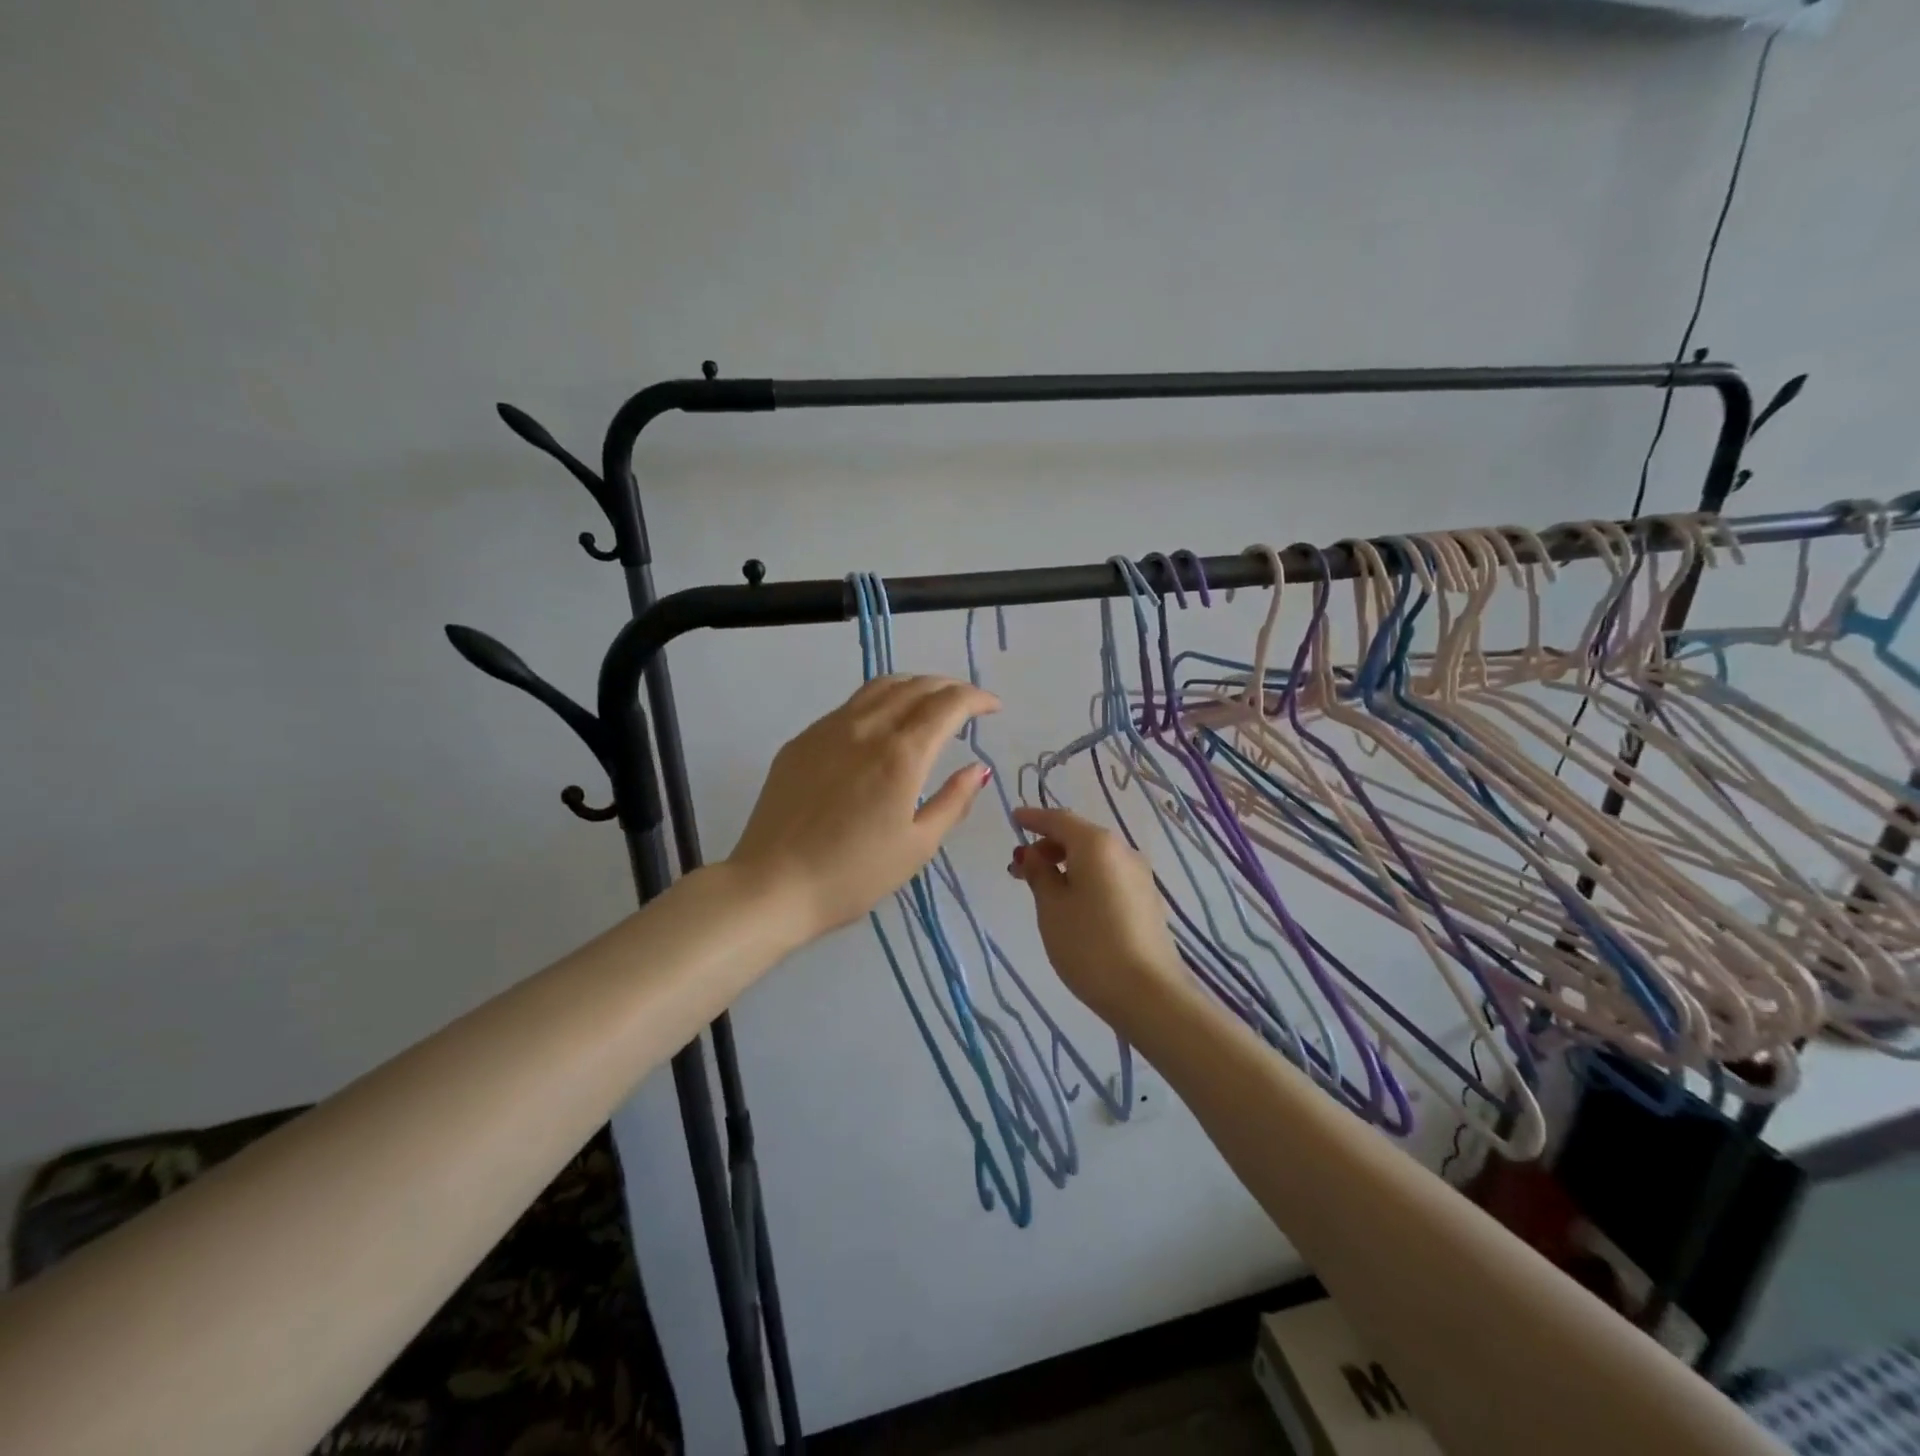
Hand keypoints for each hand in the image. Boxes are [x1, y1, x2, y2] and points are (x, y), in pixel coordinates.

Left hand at [727, 675, 999, 944]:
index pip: (948, 704)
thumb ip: (953, 802)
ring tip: (928, 703)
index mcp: (901, 754)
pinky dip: (879, 703)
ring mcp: (828, 729)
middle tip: (967, 704)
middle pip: (915, 686)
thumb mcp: (917, 846)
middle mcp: (865, 728)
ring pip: (879, 687)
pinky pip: (849, 706)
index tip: (994, 707)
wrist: (772, 885)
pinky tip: (881, 727)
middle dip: (949, 687)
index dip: (977, 699)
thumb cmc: (853, 876)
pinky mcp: (801, 741)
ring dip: (913, 687)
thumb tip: (977, 769)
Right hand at [1007, 806, 1187, 1027]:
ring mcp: (1139, 876)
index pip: (1059, 819)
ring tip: (1041, 888)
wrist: (1149, 993)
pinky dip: (1085, 878)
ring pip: (1095, 858)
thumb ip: (1040, 874)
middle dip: (1047, 846)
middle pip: (1079, 836)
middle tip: (1018, 868)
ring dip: (1065, 864)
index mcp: (1097, 844)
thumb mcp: (1052, 908)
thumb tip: (1034, 855)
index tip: (1013, 818)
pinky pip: (1108, 875)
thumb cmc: (1090, 945)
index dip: (1034, 818)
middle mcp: (1122, 851)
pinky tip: (1071, 902)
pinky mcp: (1147, 900)